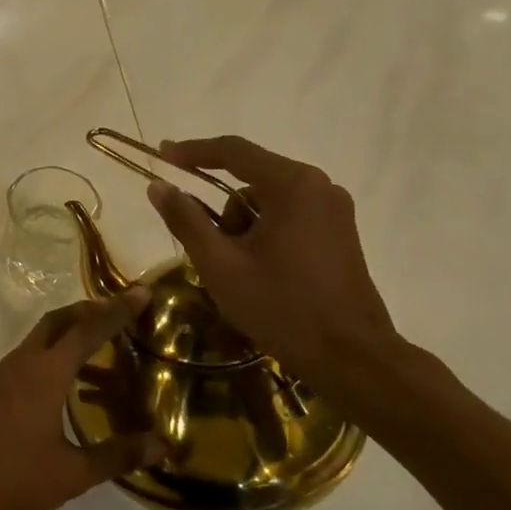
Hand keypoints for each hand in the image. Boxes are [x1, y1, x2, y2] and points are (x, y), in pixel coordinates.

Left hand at [0, 289, 164, 509]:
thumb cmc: (10, 478)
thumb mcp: (71, 474)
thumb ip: (117, 455)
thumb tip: (163, 444)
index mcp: (45, 373)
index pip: (87, 330)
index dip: (117, 310)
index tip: (140, 291)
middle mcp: (21, 363)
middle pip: (57, 321)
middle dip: (88, 310)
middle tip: (118, 312)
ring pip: (38, 340)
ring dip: (67, 336)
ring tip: (97, 354)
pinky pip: (24, 360)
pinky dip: (48, 359)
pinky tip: (59, 390)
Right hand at [146, 136, 403, 414]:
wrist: (352, 358)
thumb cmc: (282, 307)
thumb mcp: (220, 265)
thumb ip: (185, 220)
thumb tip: (158, 186)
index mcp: (292, 185)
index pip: (233, 151)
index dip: (192, 151)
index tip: (161, 155)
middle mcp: (319, 186)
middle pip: (251, 180)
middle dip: (222, 211)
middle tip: (207, 251)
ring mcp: (334, 210)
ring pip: (268, 202)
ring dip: (244, 227)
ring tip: (239, 273)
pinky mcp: (340, 233)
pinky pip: (289, 217)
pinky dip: (265, 235)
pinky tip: (261, 273)